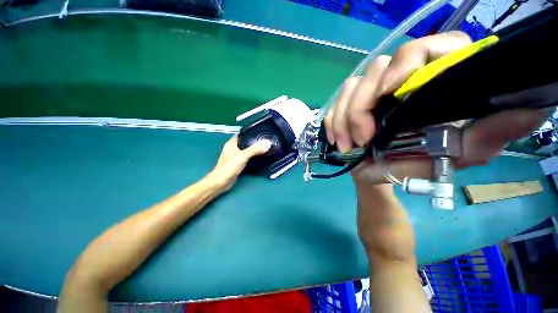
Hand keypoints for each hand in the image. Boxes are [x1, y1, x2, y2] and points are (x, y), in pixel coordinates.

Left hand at [206, 136, 270, 191]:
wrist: (221, 182)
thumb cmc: (229, 167)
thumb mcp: (243, 156)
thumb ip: (254, 149)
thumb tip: (267, 143)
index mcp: (231, 144)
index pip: (242, 134)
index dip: (251, 133)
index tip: (261, 133)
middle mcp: (232, 149)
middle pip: (245, 142)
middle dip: (254, 142)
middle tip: (264, 141)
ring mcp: (234, 157)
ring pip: (246, 150)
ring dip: (253, 150)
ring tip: (264, 148)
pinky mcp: (237, 164)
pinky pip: (246, 157)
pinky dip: (252, 157)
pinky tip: (258, 157)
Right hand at [324, 31, 547, 185]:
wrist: (380, 172)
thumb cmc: (417, 163)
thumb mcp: (455, 156)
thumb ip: (485, 137)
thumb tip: (529, 110)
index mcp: (432, 83)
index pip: (428, 48)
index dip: (408, 62)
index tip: (389, 91)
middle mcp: (399, 80)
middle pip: (377, 68)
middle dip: (362, 106)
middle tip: (363, 138)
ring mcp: (370, 92)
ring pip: (350, 87)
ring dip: (344, 119)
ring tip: (347, 145)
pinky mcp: (349, 105)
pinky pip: (334, 105)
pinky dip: (333, 122)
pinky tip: (336, 140)